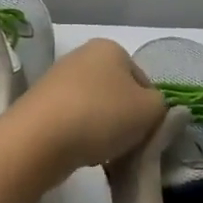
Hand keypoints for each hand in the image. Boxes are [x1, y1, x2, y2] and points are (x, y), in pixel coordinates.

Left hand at [10, 39, 166, 176]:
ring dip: (103, 132)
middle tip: (126, 146)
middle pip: (117, 95)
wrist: (39, 140)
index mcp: (110, 48)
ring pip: (95, 111)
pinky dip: (79, 138)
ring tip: (101, 154)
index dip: (150, 110)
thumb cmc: (102, 116)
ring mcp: (56, 80)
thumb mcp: (151, 110)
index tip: (146, 133)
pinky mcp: (38, 106)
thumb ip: (163, 108)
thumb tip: (156, 110)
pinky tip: (80, 154)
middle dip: (124, 121)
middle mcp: (81, 56)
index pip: (144, 82)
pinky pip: (71, 122)